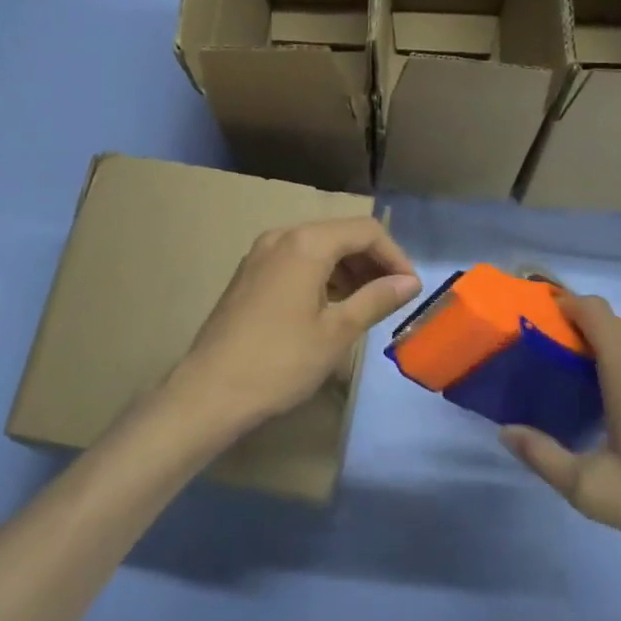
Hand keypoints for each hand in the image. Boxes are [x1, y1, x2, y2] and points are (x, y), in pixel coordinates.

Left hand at [164, 218, 420, 440]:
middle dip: (372, 261)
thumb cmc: (280, 361)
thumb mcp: (336, 332)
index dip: (395, 256)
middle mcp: (281, 236)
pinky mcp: (249, 274)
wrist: (210, 390)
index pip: (365, 231)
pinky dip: (321, 276)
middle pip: (340, 234)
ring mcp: (260, 254)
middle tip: (392, 298)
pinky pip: (295, 261)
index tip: (411, 290)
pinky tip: (331, 307)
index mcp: (306, 243)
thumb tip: (409, 282)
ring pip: (317, 247)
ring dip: (347, 269)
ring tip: (365, 306)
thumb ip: (376, 299)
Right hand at [500, 295, 620, 578]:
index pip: (594, 310)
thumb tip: (505, 431)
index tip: (531, 315)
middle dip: (570, 325)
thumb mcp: (590, 489)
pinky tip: (602, 397)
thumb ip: (542, 456)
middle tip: (537, 350)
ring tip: (563, 371)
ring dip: (594, 343)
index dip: (561, 302)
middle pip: (607, 322)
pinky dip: (616, 359)